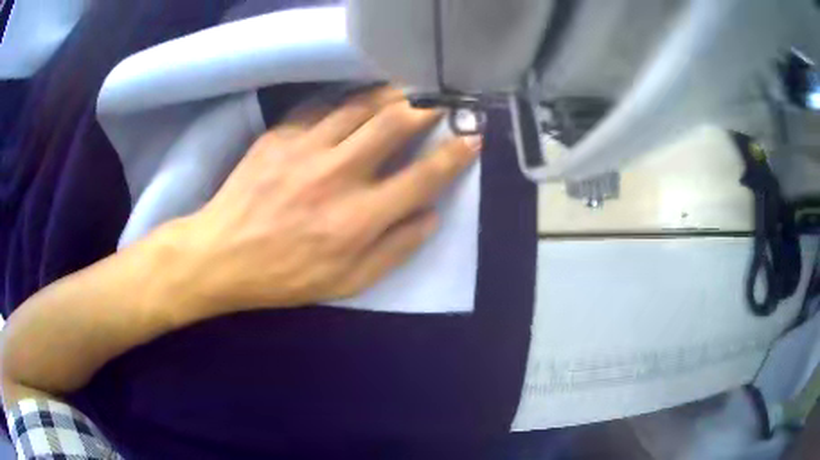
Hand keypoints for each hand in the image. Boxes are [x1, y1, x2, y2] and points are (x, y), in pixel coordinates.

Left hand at [173, 87, 480, 313]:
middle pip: (394, 124)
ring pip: (359, 106)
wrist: (221, 254)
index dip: (455, 154)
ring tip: (405, 93)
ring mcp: (304, 149)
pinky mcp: (279, 136)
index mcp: (358, 218)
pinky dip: (344, 103)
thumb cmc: (285, 277)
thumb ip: (395, 249)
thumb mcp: (347, 282)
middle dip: (426, 108)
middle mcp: (337, 175)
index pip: (423, 176)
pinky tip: (352, 105)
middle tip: (440, 101)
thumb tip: (431, 215)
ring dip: (390, 96)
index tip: (472, 137)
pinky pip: (320, 108)